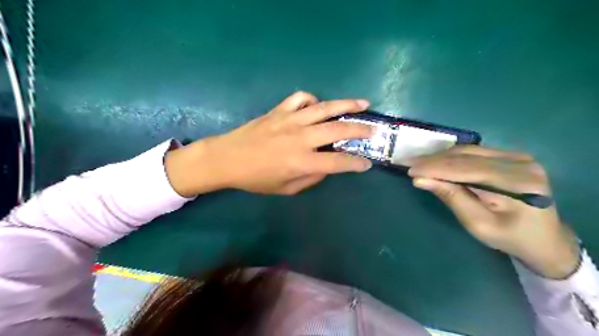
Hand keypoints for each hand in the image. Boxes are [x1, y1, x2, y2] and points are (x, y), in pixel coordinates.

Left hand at [165, 91, 372, 196]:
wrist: (227, 159)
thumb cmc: (256, 179)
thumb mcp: (286, 189)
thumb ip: (311, 178)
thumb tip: (327, 166)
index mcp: (301, 162)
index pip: (338, 163)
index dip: (355, 164)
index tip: (367, 164)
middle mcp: (300, 138)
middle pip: (338, 130)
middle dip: (360, 130)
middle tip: (374, 129)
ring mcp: (290, 120)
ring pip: (324, 108)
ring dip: (346, 106)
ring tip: (363, 104)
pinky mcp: (279, 110)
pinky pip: (300, 98)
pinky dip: (312, 99)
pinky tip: (317, 105)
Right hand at [407, 145, 580, 278]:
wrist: (543, 238)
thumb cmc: (510, 237)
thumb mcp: (477, 224)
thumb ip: (451, 197)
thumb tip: (420, 180)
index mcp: (518, 183)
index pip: (467, 169)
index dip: (435, 168)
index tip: (410, 170)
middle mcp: (521, 162)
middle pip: (467, 156)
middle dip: (434, 160)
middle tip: (409, 164)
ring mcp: (518, 156)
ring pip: (469, 151)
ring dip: (441, 157)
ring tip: (419, 163)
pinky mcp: (512, 156)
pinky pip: (475, 152)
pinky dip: (452, 157)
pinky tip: (438, 162)